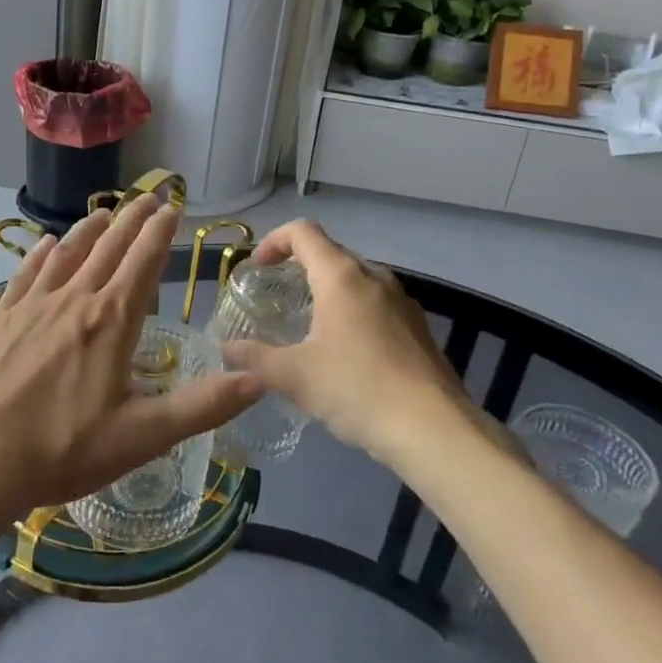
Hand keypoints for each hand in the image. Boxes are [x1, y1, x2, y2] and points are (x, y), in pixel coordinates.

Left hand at [0, 197, 260, 527]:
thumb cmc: (62, 450)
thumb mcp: (142, 436)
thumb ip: (202, 406)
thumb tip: (259, 379)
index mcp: (112, 321)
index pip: (144, 262)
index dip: (161, 232)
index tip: (173, 207)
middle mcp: (75, 299)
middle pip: (109, 248)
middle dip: (132, 219)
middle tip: (148, 196)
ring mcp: (33, 306)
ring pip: (68, 253)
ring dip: (90, 229)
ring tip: (105, 212)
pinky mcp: (2, 319)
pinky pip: (26, 273)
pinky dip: (41, 253)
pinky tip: (45, 244)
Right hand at [221, 220, 507, 467]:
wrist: (434, 430)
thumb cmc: (357, 389)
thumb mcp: (294, 376)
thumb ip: (254, 359)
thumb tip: (227, 350)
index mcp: (342, 277)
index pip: (303, 232)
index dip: (274, 241)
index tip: (257, 268)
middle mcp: (374, 278)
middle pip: (330, 254)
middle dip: (299, 268)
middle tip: (276, 298)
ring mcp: (402, 302)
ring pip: (356, 281)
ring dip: (327, 292)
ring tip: (308, 326)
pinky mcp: (419, 329)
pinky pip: (376, 306)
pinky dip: (352, 314)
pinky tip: (345, 354)